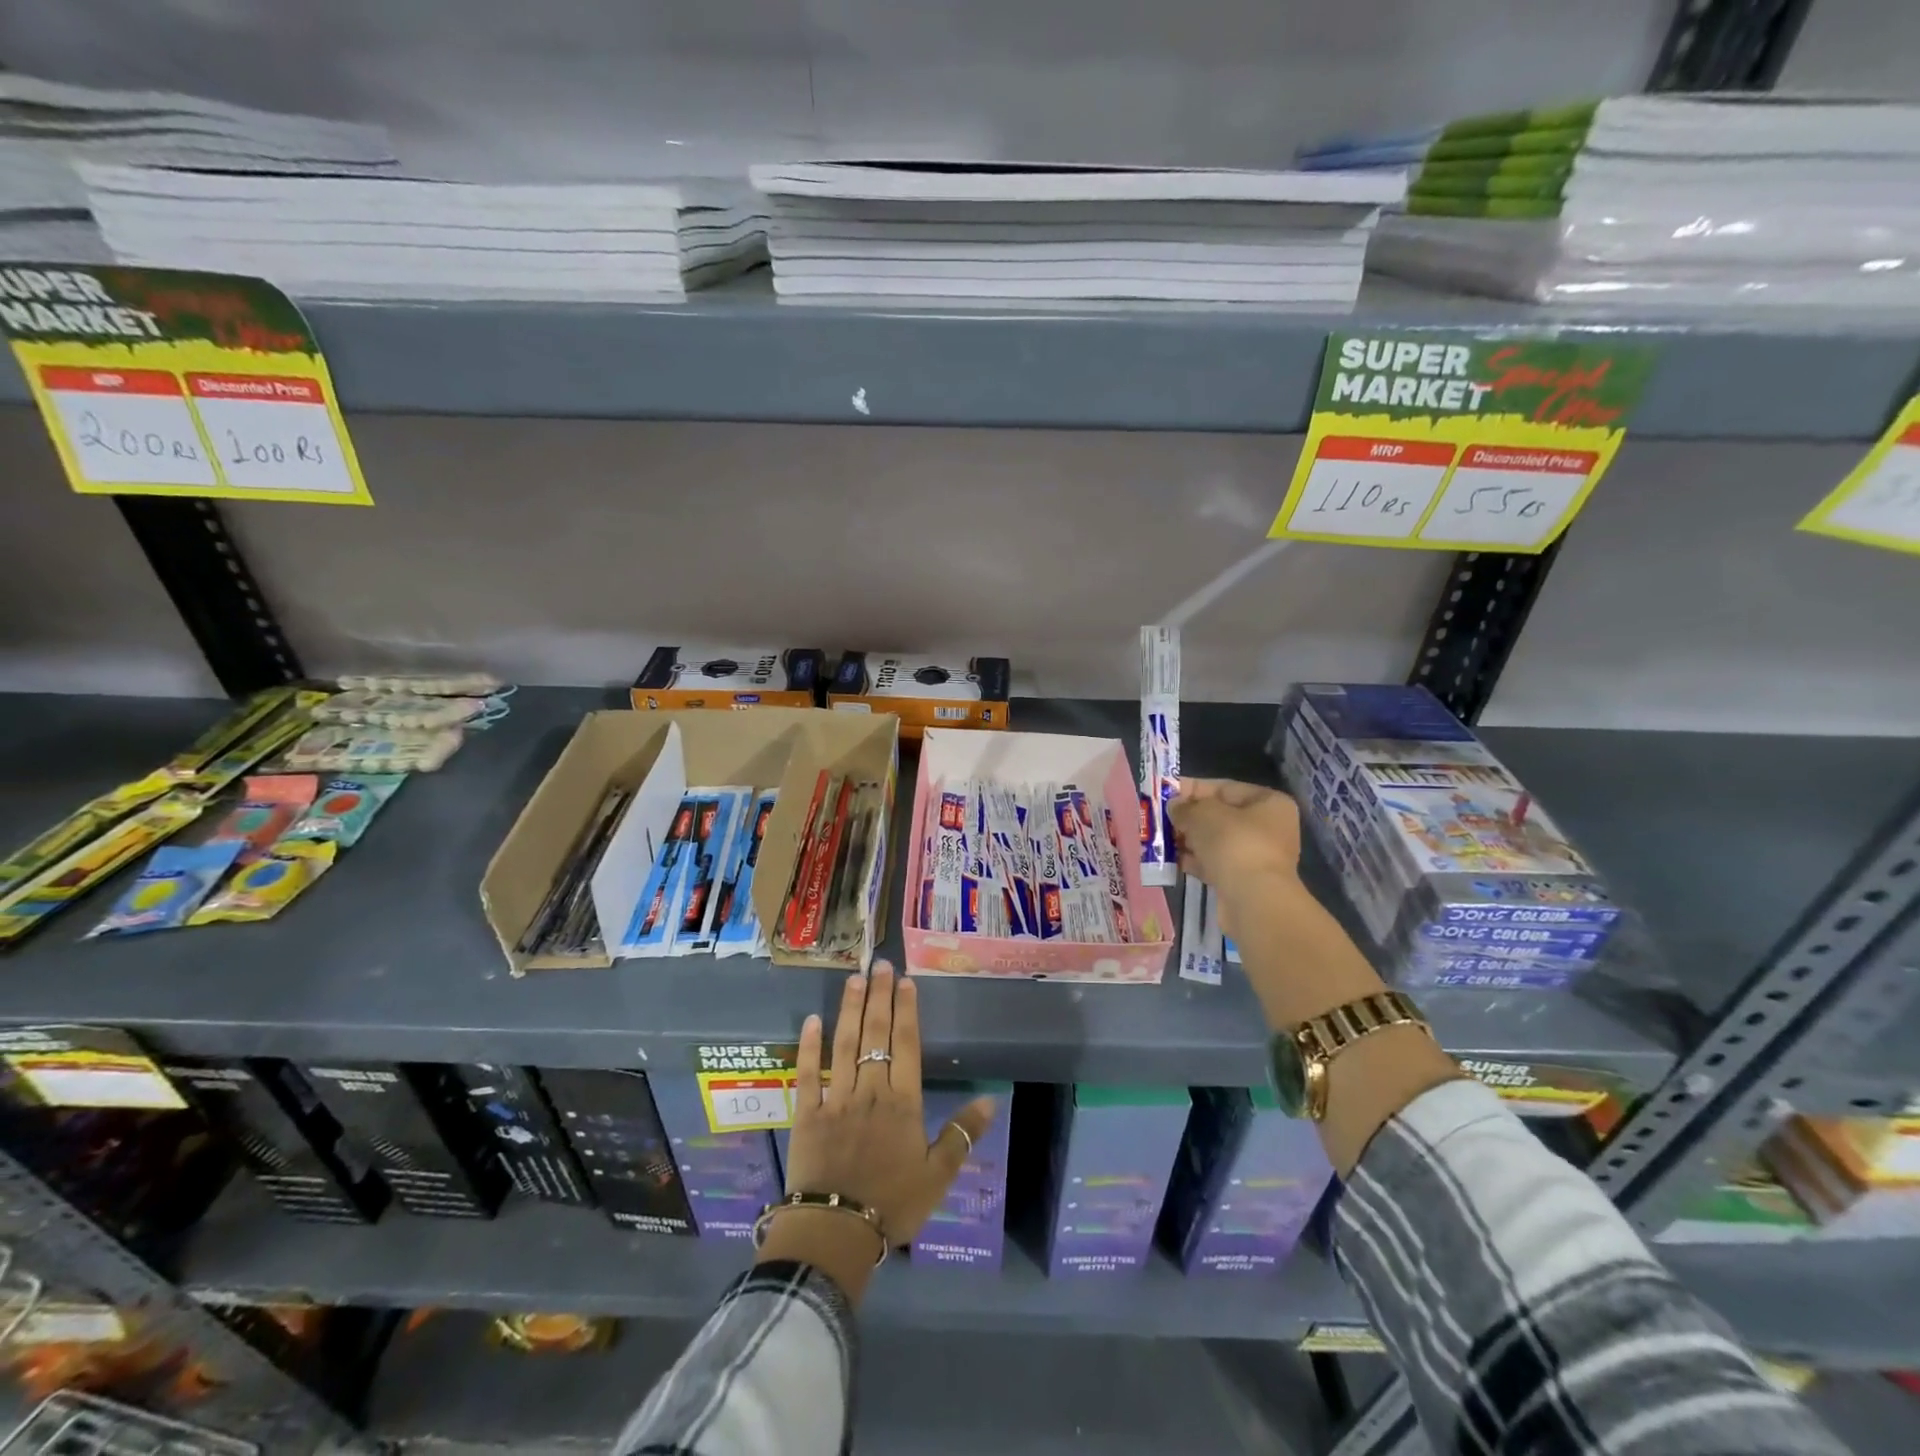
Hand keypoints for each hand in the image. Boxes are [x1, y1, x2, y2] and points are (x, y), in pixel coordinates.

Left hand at [760, 962, 994, 1302]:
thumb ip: (962, 1135)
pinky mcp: (808, 1113)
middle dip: (879, 997)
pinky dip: (809, 1046)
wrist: (836, 1231)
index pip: (906, 1044)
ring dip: (849, 1009)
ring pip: (844, 1044)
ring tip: (853, 979)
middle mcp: (870, 1089)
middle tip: (879, 964)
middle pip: (876, 1034)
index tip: (905, 981)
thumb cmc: (892, 1203)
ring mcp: (836, 1098)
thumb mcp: (938, 1175)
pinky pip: (809, 1073)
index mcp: (902, 1101)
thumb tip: (990, 1101)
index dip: (906, 1010)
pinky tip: (812, 1020)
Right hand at [1168, 778, 1301, 934]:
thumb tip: (1174, 807)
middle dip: (1188, 818)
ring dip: (1189, 840)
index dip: (1191, 789)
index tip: (1164, 793)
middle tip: (1160, 819)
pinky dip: (1195, 861)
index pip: (1224, 788)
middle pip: (1220, 816)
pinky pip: (1215, 863)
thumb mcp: (1203, 815)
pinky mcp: (1245, 880)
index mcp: (1269, 803)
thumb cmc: (1234, 844)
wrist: (1254, 901)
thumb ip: (1185, 807)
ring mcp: (1258, 856)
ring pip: (1216, 841)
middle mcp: (1269, 827)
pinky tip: (1173, 861)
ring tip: (1161, 840)